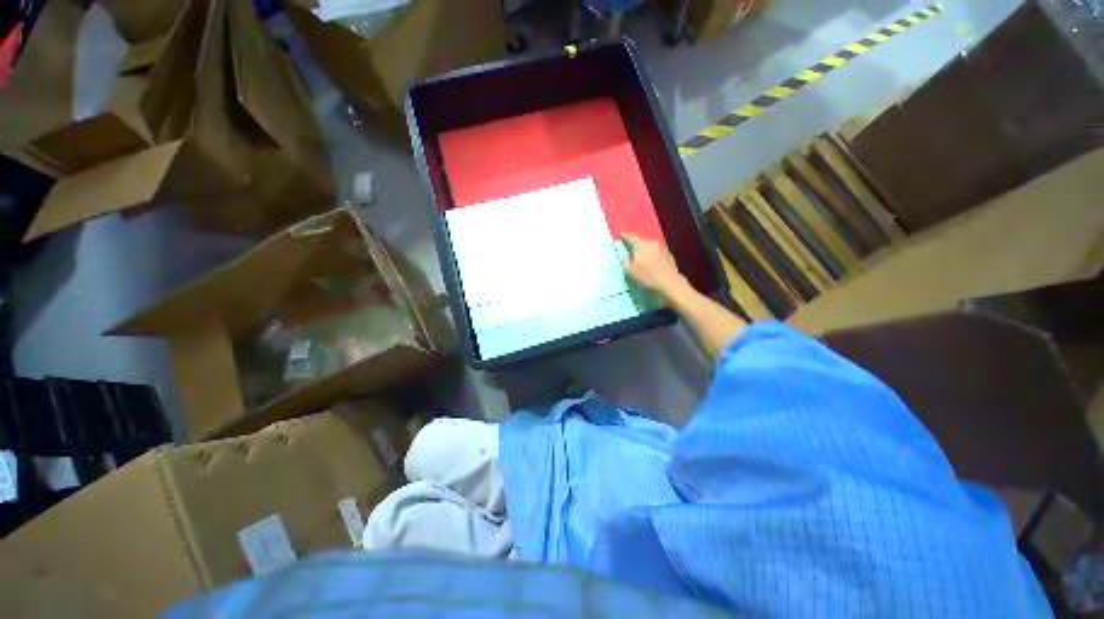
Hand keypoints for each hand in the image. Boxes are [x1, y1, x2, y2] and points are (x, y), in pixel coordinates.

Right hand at [622, 234, 686, 297]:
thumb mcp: (629, 271)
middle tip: (629, 250)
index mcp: (641, 245)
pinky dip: (652, 256)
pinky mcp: (669, 255)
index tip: (620, 236)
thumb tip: (625, 256)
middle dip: (635, 245)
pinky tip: (651, 264)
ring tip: (640, 258)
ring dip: (644, 251)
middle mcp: (652, 243)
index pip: (630, 237)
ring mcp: (662, 248)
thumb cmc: (647, 276)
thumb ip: (625, 261)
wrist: (670, 283)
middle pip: (641, 241)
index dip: (624, 236)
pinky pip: (656, 253)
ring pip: (649, 247)